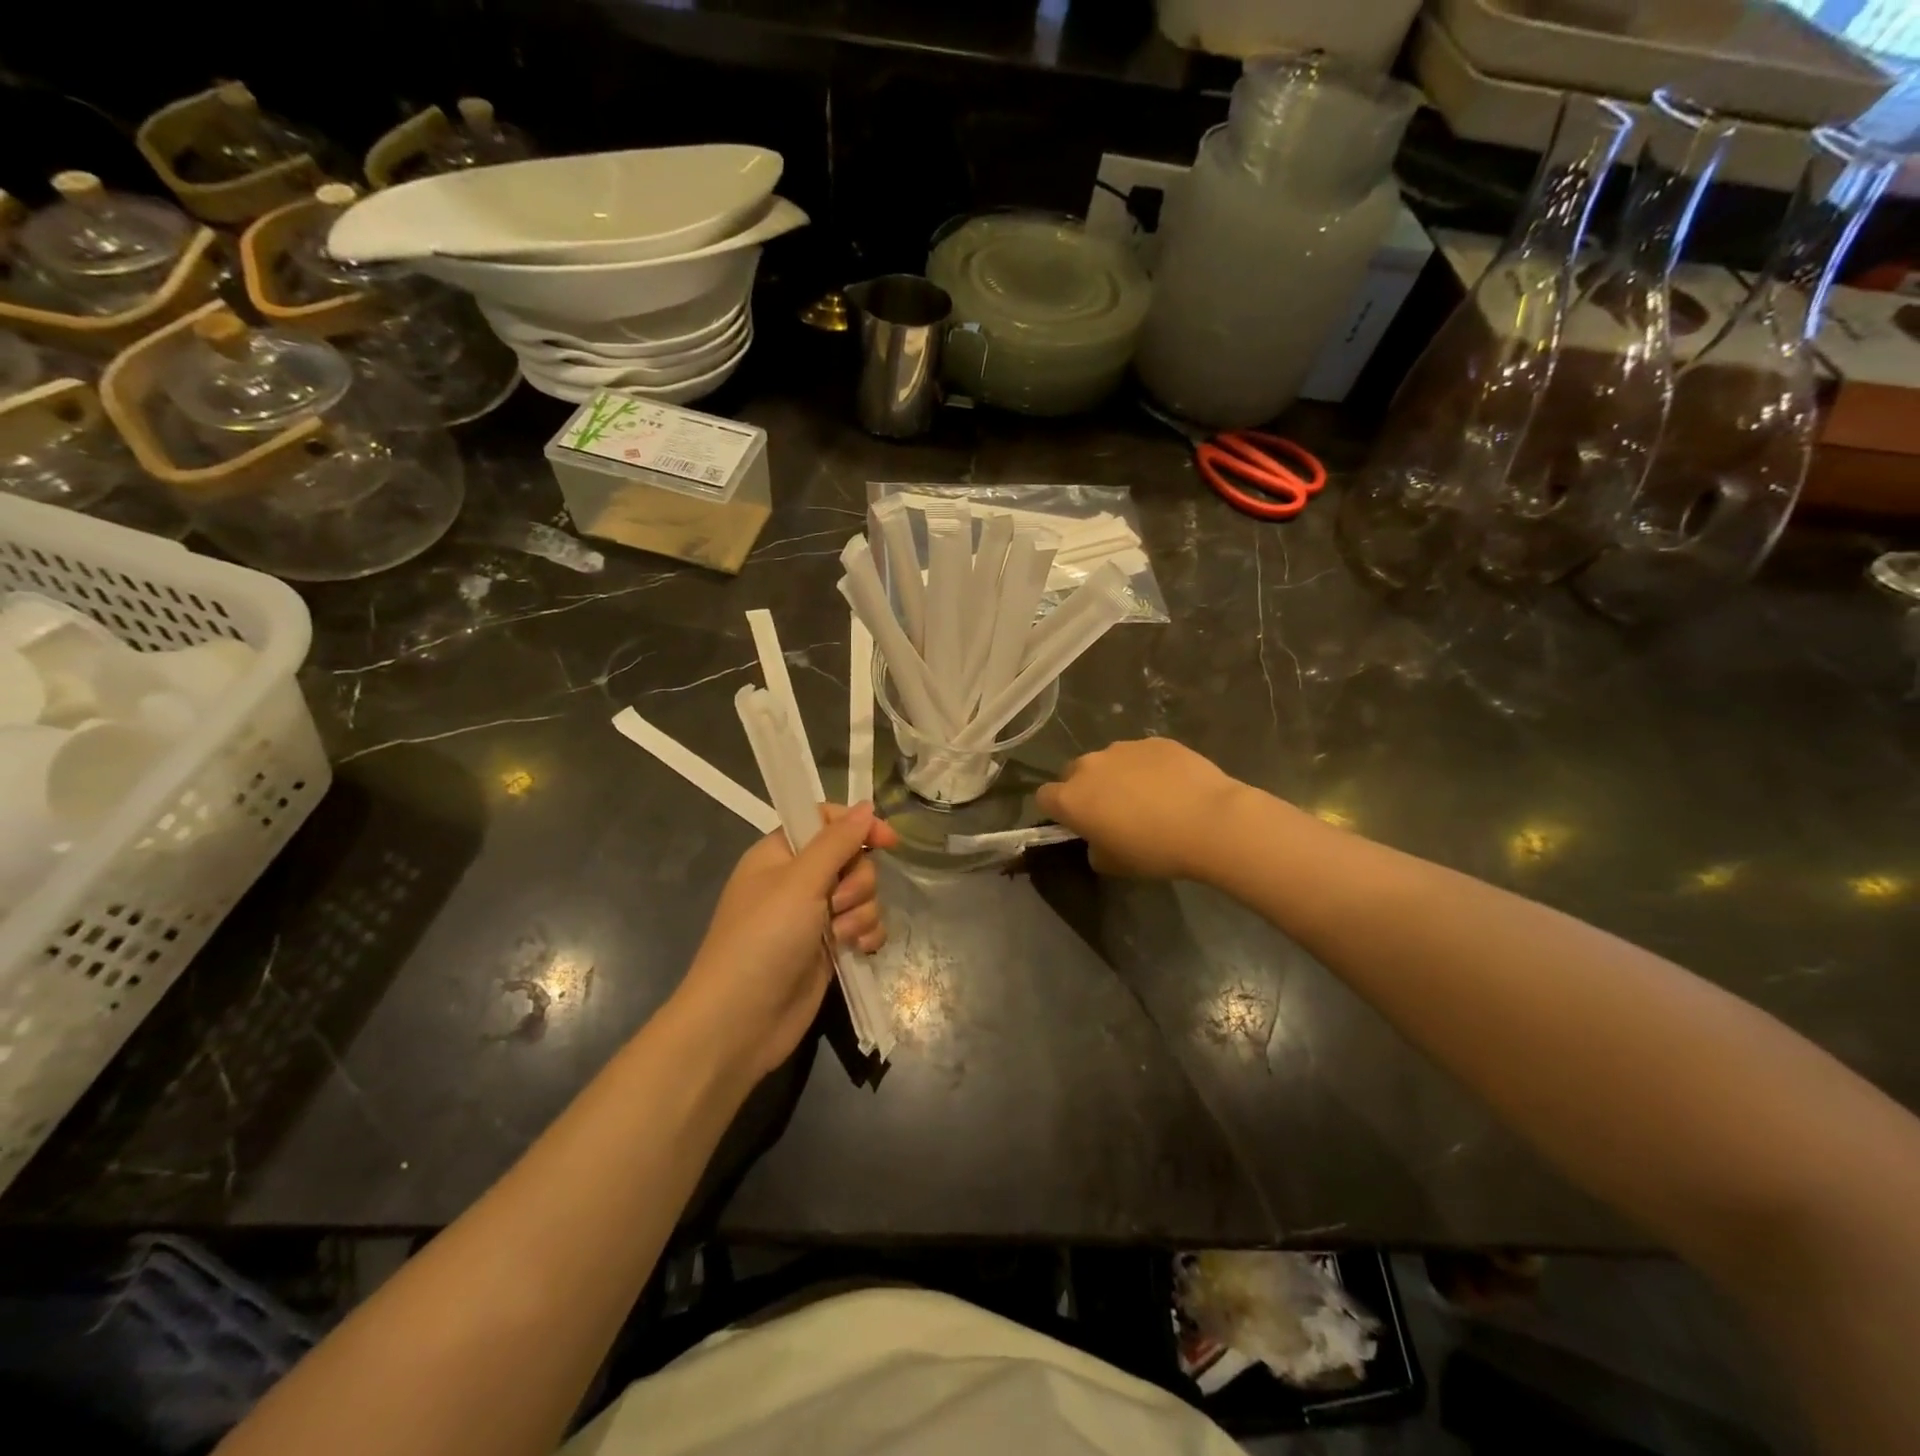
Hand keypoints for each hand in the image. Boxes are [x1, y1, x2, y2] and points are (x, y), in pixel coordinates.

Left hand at [678, 803, 899, 1080]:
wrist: (740, 1021)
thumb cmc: (763, 940)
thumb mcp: (800, 882)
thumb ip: (837, 842)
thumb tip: (866, 806)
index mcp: (780, 854)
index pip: (824, 820)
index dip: (856, 825)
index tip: (887, 840)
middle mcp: (797, 881)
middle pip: (851, 859)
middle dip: (858, 881)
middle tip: (837, 903)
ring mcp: (813, 917)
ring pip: (862, 895)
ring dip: (861, 912)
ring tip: (841, 936)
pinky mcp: (828, 948)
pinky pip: (864, 926)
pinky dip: (867, 935)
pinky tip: (859, 949)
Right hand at [1036, 738, 1244, 880]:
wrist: (1210, 821)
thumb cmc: (1155, 850)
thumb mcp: (1114, 864)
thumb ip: (1095, 848)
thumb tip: (1099, 838)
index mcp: (1072, 798)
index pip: (1044, 797)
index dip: (1057, 811)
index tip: (1077, 824)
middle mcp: (1090, 766)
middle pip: (1074, 773)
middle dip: (1086, 789)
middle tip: (1113, 812)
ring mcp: (1124, 748)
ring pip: (1109, 761)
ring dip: (1118, 776)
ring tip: (1150, 799)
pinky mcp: (1155, 741)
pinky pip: (1141, 755)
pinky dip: (1149, 768)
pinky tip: (1174, 787)